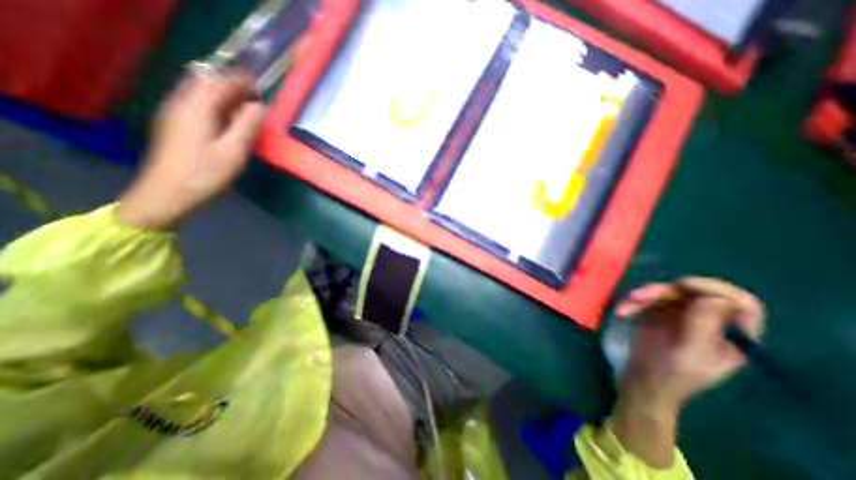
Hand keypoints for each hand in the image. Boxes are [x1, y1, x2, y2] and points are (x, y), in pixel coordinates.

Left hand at [117, 68, 264, 229]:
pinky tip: (226, 118)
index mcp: (196, 109)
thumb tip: (258, 106)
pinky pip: (195, 105)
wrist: (168, 194)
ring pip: (199, 94)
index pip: (219, 84)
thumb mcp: (233, 151)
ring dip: (222, 95)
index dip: (240, 82)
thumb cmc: (205, 173)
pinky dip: (214, 105)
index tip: (260, 85)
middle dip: (230, 86)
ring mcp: (174, 115)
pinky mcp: (174, 126)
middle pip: (206, 84)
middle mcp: (181, 105)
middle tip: (254, 96)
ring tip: (244, 106)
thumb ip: (246, 125)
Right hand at [604, 278, 765, 468]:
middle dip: (664, 291)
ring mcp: (680, 318)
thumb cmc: (668, 376)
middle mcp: (708, 324)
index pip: (741, 304)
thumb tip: (714, 298)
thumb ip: (704, 326)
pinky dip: (633, 304)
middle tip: (640, 295)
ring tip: (624, 307)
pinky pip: (648, 301)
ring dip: (643, 297)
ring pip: (667, 294)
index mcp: (730, 337)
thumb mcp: (688, 354)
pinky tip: (621, 312)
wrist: (640, 385)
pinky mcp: (657, 316)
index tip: (686, 285)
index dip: (717, 289)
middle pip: (694, 294)